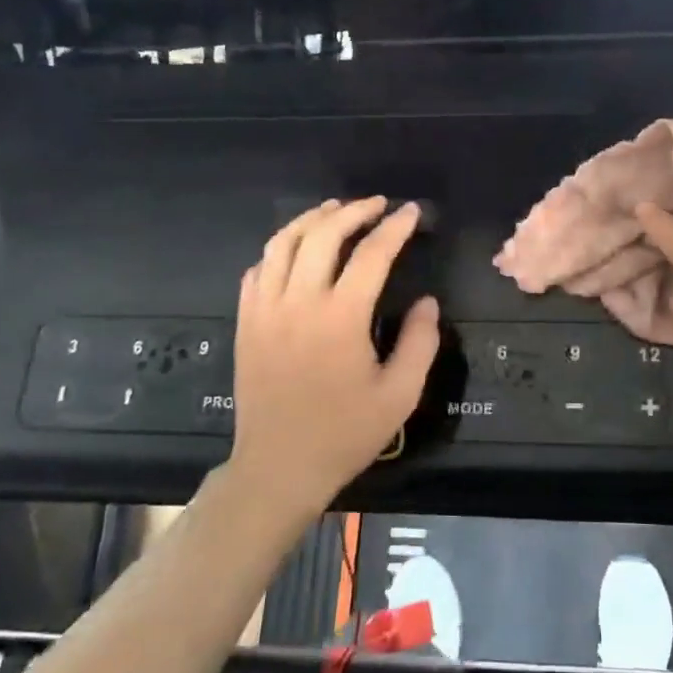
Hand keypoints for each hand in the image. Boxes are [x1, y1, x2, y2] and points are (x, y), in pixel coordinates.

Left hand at [226, 199, 439, 522]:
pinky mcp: (245, 322)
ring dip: (312, 219)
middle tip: (377, 204)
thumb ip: (420, 342)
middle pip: (323, 234)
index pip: (371, 254)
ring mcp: (265, 310)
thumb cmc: (344, 433)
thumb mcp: (400, 395)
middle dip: (353, 210)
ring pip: (283, 243)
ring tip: (335, 210)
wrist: (278, 467)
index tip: (411, 212)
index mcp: (340, 318)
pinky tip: (295, 250)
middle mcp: (298, 302)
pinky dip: (279, 249)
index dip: (395, 227)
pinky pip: (258, 269)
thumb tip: (427, 302)